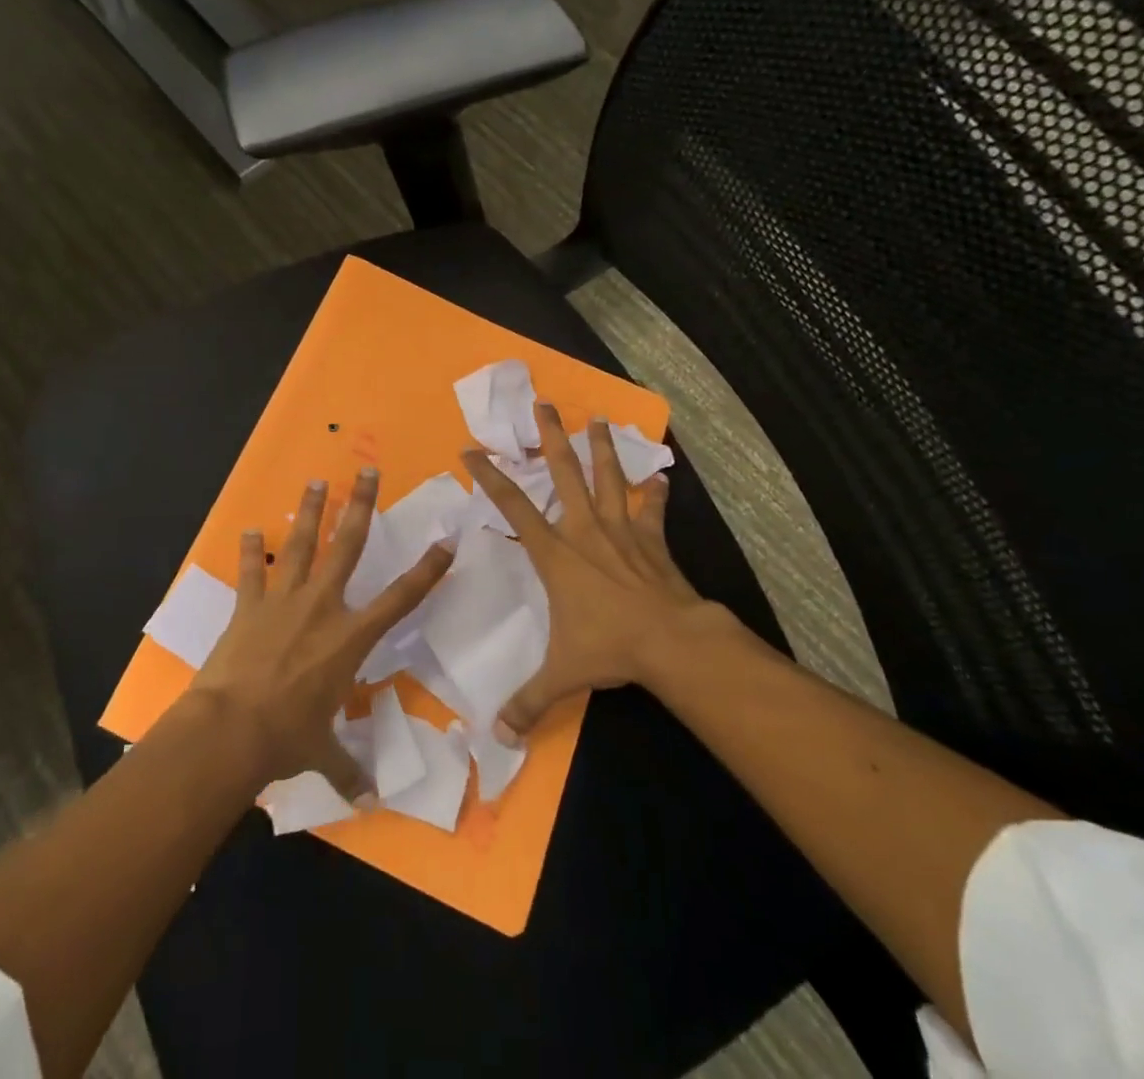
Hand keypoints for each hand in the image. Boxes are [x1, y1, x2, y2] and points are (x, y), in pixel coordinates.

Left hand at [191, 468, 455, 801]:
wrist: (230, 730)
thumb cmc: (286, 737)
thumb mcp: (322, 752)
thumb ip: (348, 766)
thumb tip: (368, 797)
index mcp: (349, 638)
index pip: (400, 599)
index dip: (426, 570)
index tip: (446, 542)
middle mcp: (322, 607)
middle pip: (347, 546)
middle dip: (360, 506)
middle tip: (367, 471)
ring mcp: (283, 600)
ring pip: (300, 544)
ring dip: (309, 511)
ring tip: (317, 481)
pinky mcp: (249, 605)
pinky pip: (252, 570)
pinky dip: (251, 550)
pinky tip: (249, 530)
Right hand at [462, 405, 739, 741]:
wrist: (671, 643)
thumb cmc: (608, 648)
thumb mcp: (561, 675)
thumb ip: (527, 703)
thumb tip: (497, 738)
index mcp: (555, 554)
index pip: (512, 508)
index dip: (489, 478)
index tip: (472, 450)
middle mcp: (584, 531)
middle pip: (563, 474)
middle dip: (550, 438)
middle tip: (543, 404)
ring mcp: (621, 532)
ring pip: (608, 479)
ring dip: (600, 448)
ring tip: (597, 419)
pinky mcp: (652, 542)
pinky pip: (653, 512)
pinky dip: (656, 495)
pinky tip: (661, 478)